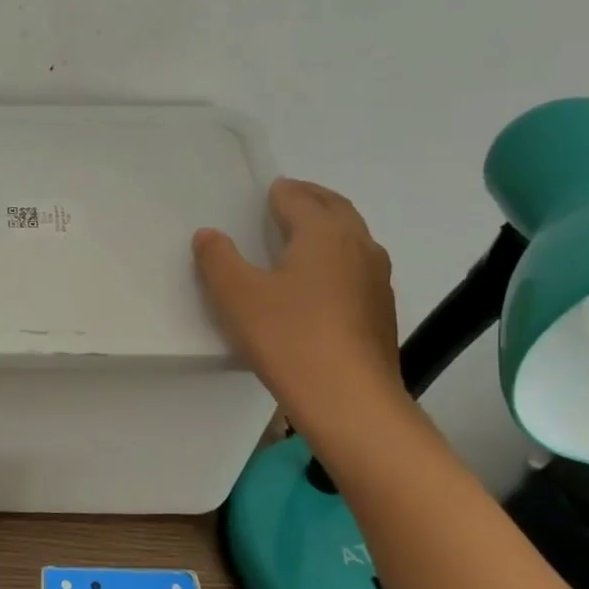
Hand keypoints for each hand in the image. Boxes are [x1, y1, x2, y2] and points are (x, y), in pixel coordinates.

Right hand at [193, 178, 400, 427]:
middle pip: (336, 209)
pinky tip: (323, 281)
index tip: (269, 189)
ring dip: (330, 227)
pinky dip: (339, 257)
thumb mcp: (237, 295)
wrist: (349, 399)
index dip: (281, 192)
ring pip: (353, 238)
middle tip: (291, 197)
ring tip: (306, 234)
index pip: (300, 199)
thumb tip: (208, 234)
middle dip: (313, 199)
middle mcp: (357, 246)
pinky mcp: (380, 311)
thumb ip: (218, 259)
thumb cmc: (288, 337)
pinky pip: (358, 267)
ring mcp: (376, 279)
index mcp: (323, 234)